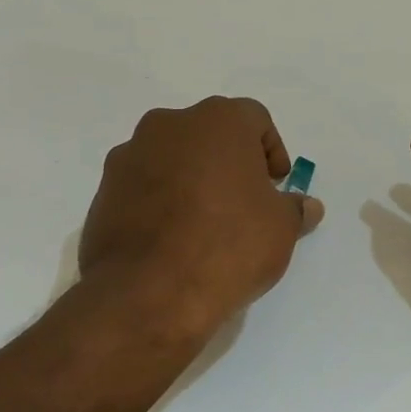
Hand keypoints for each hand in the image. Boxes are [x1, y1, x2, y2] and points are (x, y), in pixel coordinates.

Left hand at [81, 97, 323, 341]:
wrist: (149, 292)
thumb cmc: (229, 244)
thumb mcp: (281, 229)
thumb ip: (295, 209)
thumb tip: (307, 206)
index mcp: (218, 121)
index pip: (255, 119)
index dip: (271, 150)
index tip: (276, 185)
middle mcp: (169, 125)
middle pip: (209, 134)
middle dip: (229, 162)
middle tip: (244, 201)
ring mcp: (130, 156)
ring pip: (172, 158)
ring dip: (192, 180)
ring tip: (206, 224)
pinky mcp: (103, 192)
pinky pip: (144, 187)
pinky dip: (161, 202)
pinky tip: (173, 240)